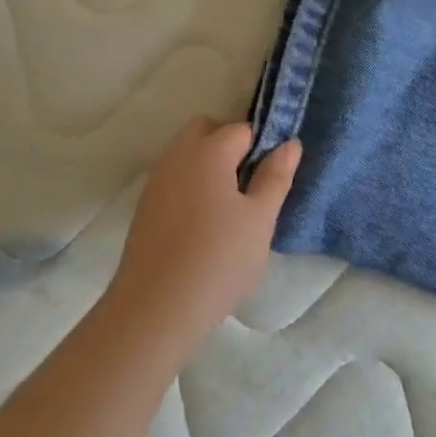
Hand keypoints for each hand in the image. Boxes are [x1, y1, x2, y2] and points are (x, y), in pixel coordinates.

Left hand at [106, 119, 300, 352]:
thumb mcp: (260, 220)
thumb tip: (290, 143)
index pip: (242, 129)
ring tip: (229, 209)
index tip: (274, 176)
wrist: (155, 307)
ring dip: (208, 165)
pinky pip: (173, 178)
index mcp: (208, 150)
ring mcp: (156, 179)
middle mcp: (177, 154)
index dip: (262, 146)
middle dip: (230, 145)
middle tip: (250, 185)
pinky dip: (190, 186)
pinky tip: (202, 225)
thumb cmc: (218, 260)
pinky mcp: (145, 205)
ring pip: (187, 154)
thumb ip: (275, 177)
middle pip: (206, 130)